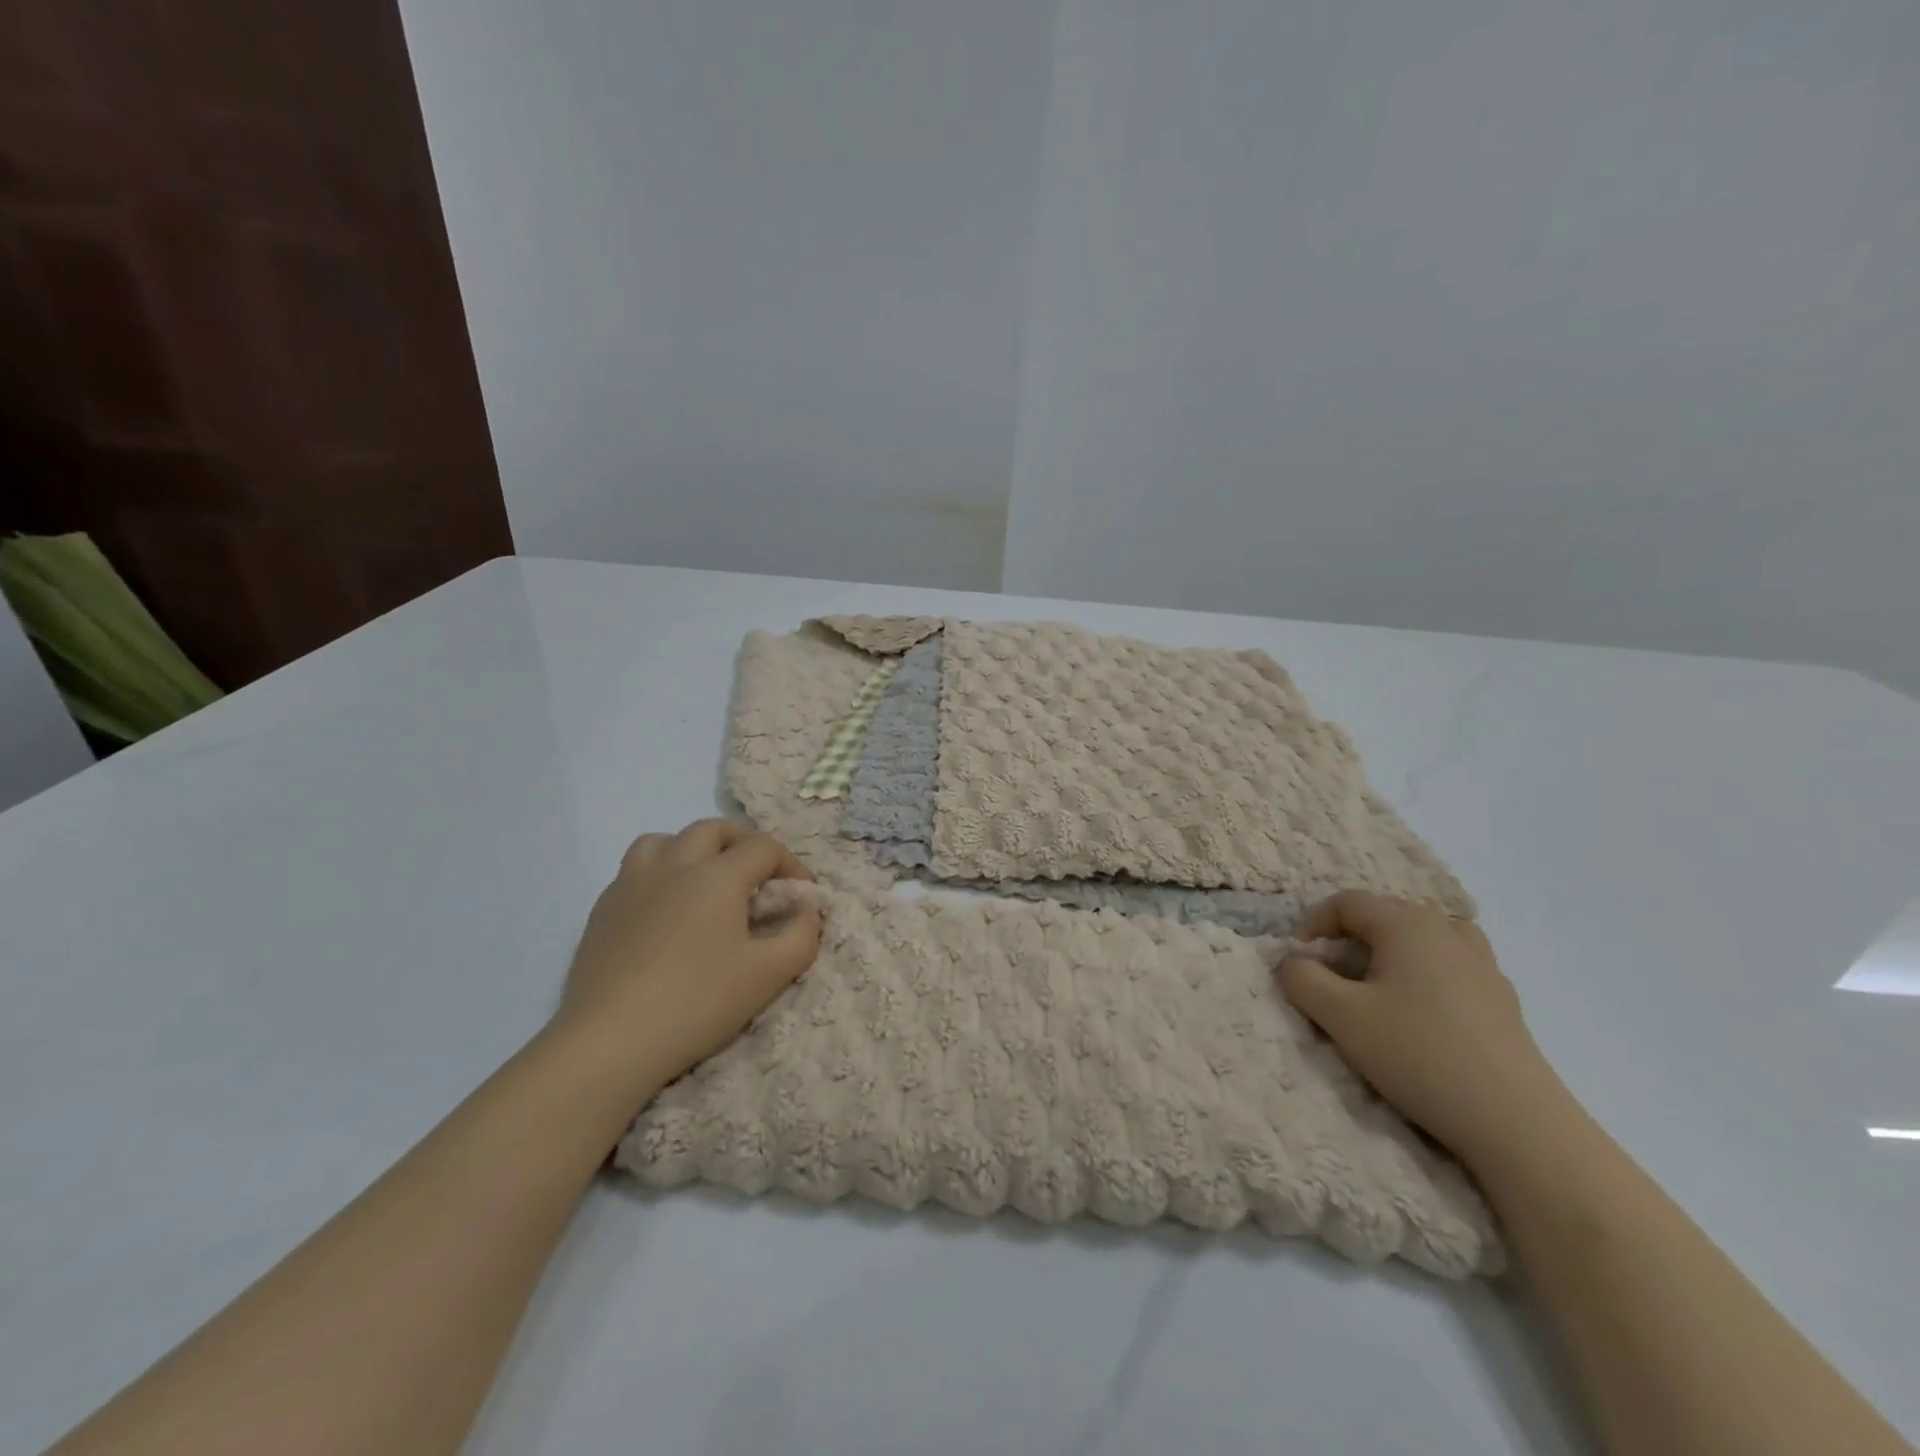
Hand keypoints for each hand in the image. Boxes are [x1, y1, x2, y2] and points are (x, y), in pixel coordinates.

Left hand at [555, 819, 821, 1105]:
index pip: (763, 848)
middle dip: (744, 843)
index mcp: (718, 875)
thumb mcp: (769, 974)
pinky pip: (635, 869)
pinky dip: (659, 873)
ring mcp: (632, 883)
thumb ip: (802, 934)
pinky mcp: (603, 909)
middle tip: (759, 876)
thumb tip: (807, 909)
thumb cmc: (698, 1003)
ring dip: (694, 849)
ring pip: (665, 839)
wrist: (610, 1041)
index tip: (801, 897)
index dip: (790, 865)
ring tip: (705, 880)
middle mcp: (674, 865)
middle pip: (714, 829)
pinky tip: (665, 910)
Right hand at [1277, 890, 1568, 1168]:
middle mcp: (1446, 931)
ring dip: (1389, 952)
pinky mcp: (1501, 998)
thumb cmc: (1418, 1055)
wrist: (1516, 1122)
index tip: (1298, 959)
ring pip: (1421, 937)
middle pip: (1385, 914)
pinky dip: (1424, 972)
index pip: (1347, 902)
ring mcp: (1482, 963)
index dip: (1314, 922)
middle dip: (1348, 938)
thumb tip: (1293, 962)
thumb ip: (1302, 978)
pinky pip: (1450, 963)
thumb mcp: (1341, 1016)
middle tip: (1331, 976)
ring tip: (1376, 987)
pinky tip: (1420, 1012)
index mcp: (1406, 924)